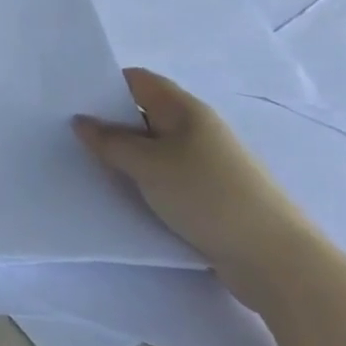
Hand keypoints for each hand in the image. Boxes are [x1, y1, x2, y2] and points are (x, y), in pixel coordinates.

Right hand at [73, 69, 318, 304]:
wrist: (278, 263)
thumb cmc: (209, 197)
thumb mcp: (148, 165)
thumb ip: (110, 141)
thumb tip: (81, 121)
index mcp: (186, 110)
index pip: (138, 81)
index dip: (105, 83)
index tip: (70, 96)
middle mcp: (197, 130)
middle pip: (144, 114)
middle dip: (109, 121)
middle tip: (68, 131)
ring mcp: (206, 165)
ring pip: (153, 149)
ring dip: (125, 156)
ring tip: (87, 164)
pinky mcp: (210, 197)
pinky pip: (166, 178)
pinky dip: (143, 181)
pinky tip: (122, 195)